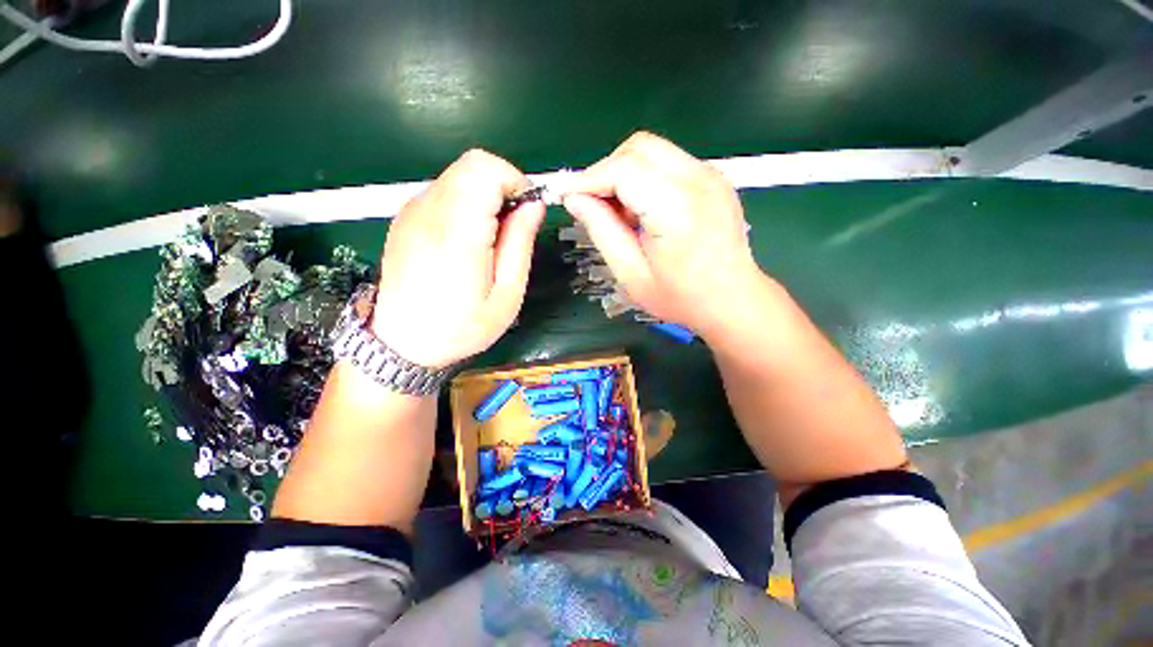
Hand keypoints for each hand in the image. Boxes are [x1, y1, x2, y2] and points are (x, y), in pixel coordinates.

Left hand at [371, 150, 544, 368]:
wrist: (402, 344)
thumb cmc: (461, 327)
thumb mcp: (506, 295)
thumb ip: (520, 244)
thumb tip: (534, 205)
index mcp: (457, 232)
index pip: (486, 170)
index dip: (515, 182)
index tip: (526, 213)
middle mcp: (428, 211)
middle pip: (472, 164)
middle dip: (503, 186)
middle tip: (512, 227)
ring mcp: (412, 211)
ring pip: (459, 175)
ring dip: (485, 196)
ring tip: (491, 239)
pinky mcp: (406, 218)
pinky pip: (444, 192)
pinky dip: (466, 203)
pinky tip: (469, 239)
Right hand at [562, 132, 762, 335]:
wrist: (732, 299)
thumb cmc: (680, 296)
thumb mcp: (631, 274)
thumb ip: (602, 231)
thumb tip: (575, 200)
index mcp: (676, 208)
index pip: (623, 170)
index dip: (589, 179)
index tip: (566, 195)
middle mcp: (697, 180)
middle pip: (638, 148)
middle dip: (606, 171)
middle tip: (594, 204)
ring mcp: (710, 175)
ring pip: (653, 150)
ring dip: (625, 172)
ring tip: (620, 211)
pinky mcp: (714, 178)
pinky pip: (669, 161)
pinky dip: (645, 176)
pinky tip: (644, 208)